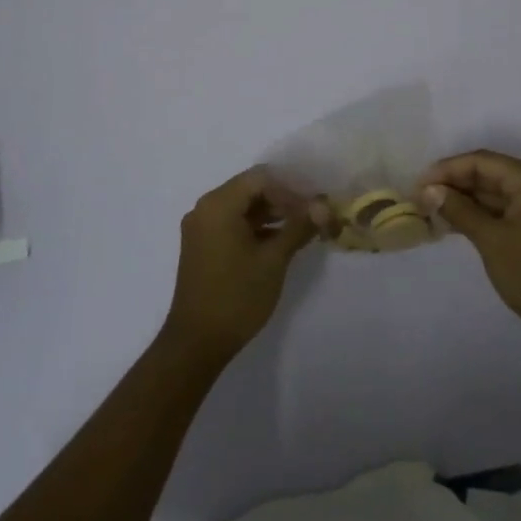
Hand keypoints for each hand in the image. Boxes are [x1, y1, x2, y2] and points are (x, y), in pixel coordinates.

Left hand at [164, 168, 317, 365]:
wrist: (197, 342)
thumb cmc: (236, 296)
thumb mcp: (274, 259)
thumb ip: (299, 226)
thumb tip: (324, 206)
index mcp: (218, 204)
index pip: (261, 178)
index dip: (290, 189)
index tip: (313, 208)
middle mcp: (205, 209)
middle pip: (250, 189)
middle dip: (283, 200)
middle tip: (312, 218)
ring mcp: (201, 228)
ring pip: (242, 207)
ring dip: (272, 214)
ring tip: (301, 230)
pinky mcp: (202, 246)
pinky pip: (232, 223)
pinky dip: (256, 228)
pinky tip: (280, 243)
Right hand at [419, 150, 520, 350]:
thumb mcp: (492, 241)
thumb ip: (459, 210)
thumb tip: (428, 190)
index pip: (482, 161)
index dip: (447, 169)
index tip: (417, 184)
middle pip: (487, 173)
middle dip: (453, 184)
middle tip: (418, 198)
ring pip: (492, 193)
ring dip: (462, 200)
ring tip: (428, 210)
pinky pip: (500, 210)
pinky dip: (477, 215)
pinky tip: (451, 223)